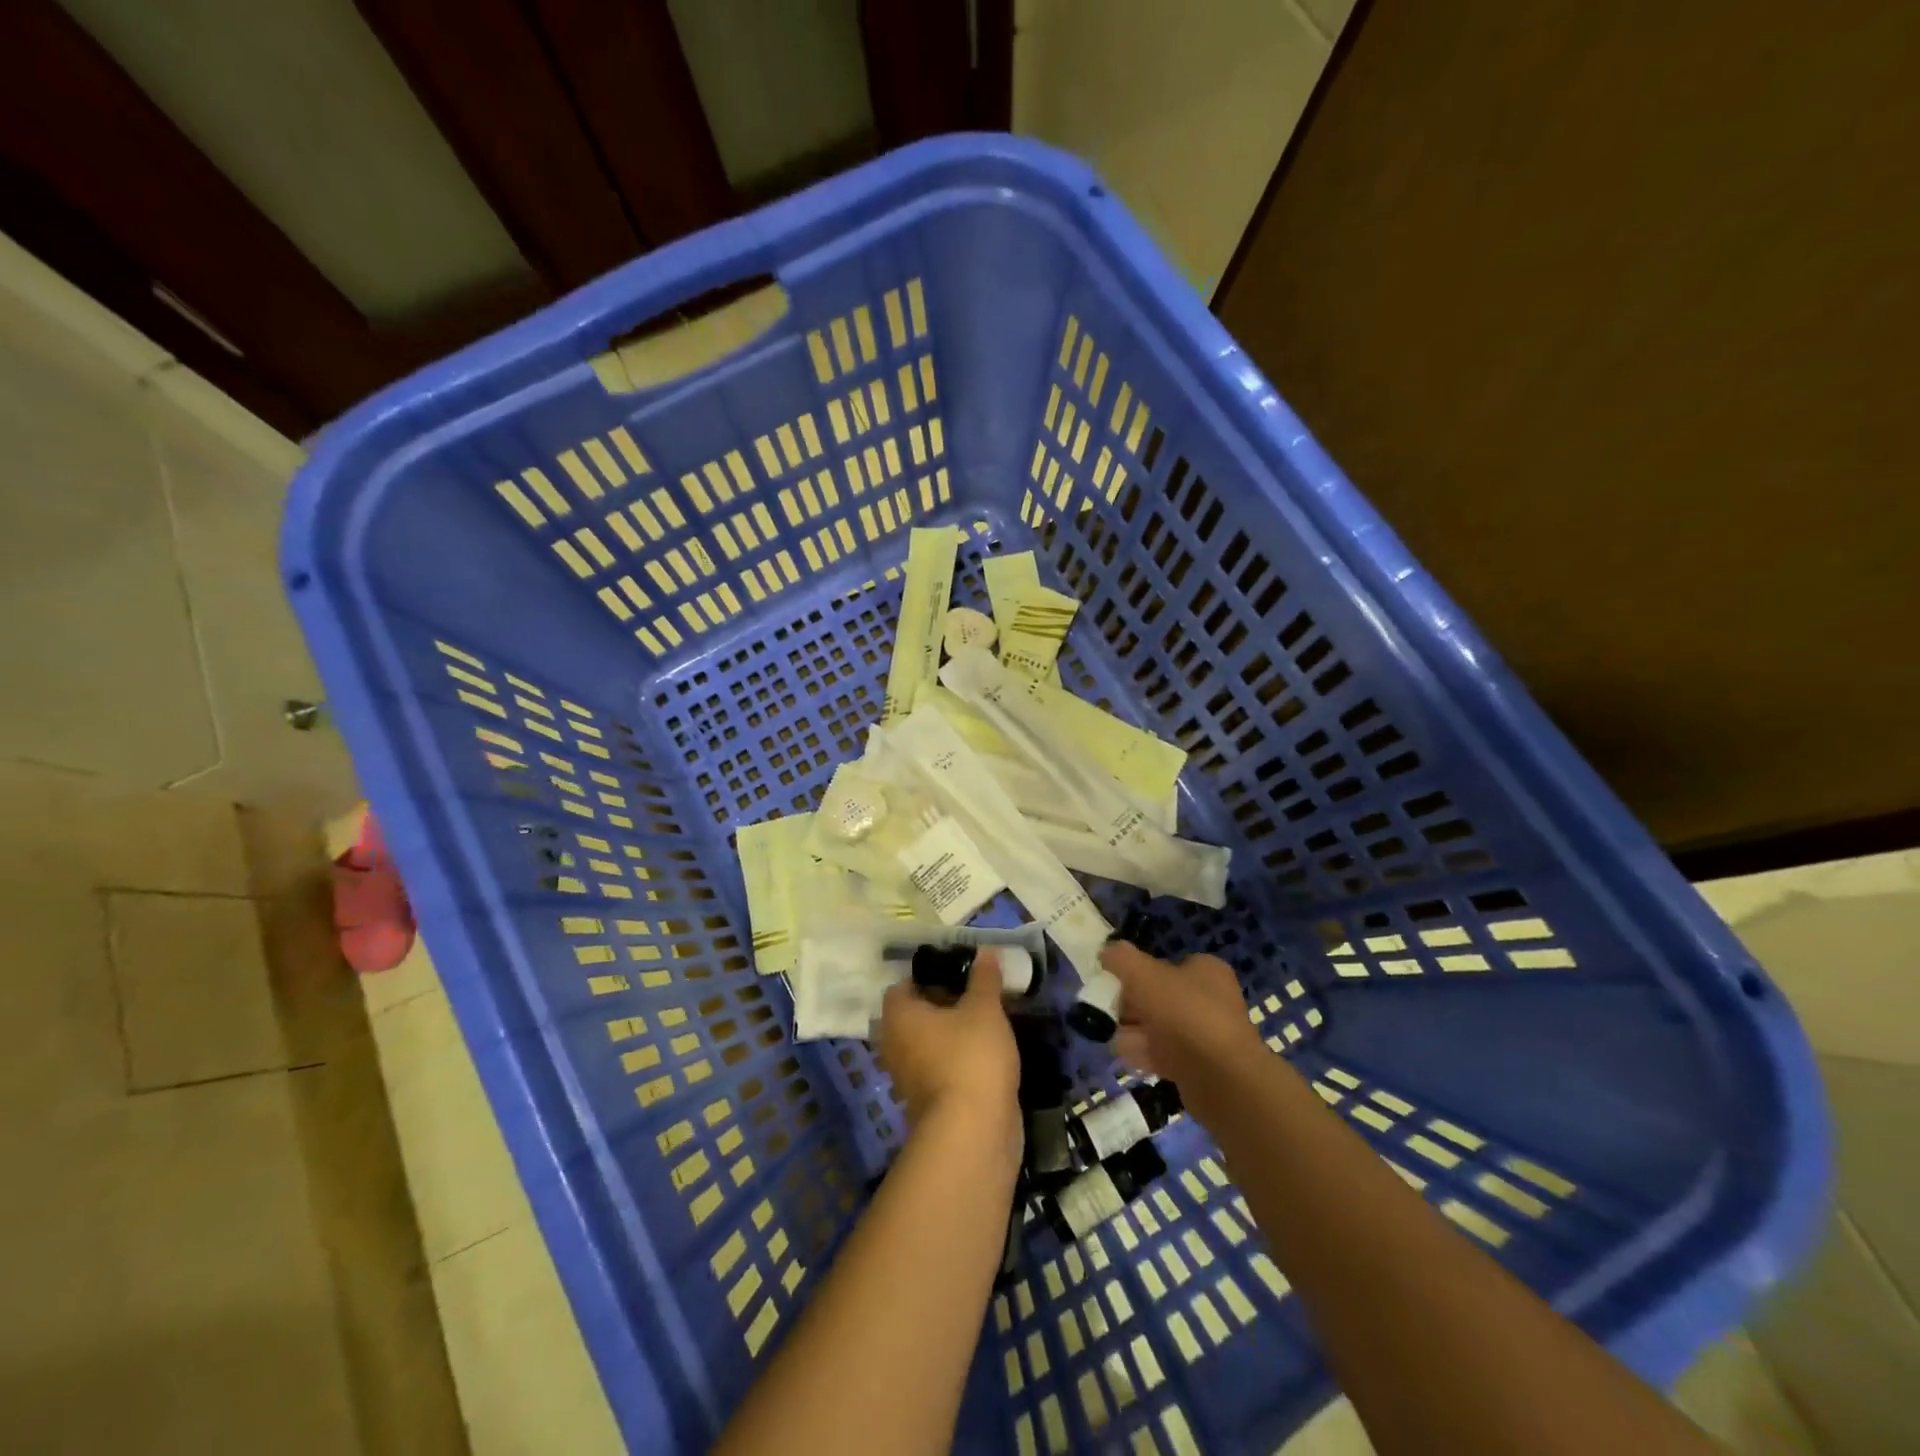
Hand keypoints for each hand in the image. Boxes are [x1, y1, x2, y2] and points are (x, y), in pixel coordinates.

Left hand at [877, 949, 1019, 1137]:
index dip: (928, 975)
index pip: (902, 985)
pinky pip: (939, 1069)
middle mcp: (894, 1045)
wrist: (973, 1133)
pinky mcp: (928, 1103)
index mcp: (899, 1016)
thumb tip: (985, 951)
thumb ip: (984, 979)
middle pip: (914, 1016)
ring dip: (950, 1034)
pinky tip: (985, 1054)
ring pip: (927, 1044)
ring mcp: (908, 1078)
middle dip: (942, 1005)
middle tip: (974, 994)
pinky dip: (956, 1060)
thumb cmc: (971, 1057)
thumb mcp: (984, 1009)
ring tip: (985, 1021)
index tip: (957, 972)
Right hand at [1100, 941, 1263, 1087]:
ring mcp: (1206, 1035)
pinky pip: (1165, 1055)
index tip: (1116, 984)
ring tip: (1122, 1041)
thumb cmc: (1185, 1015)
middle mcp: (1210, 999)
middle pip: (1157, 997)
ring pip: (1158, 1028)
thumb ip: (1122, 959)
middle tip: (1114, 1016)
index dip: (1138, 972)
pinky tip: (1135, 1059)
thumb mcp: (1145, 976)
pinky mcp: (1199, 1067)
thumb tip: (1106, 952)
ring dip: (1135, 1033)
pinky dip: (1148, 1055)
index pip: (1165, 964)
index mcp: (1206, 971)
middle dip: (1131, 1007)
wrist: (1222, 1080)